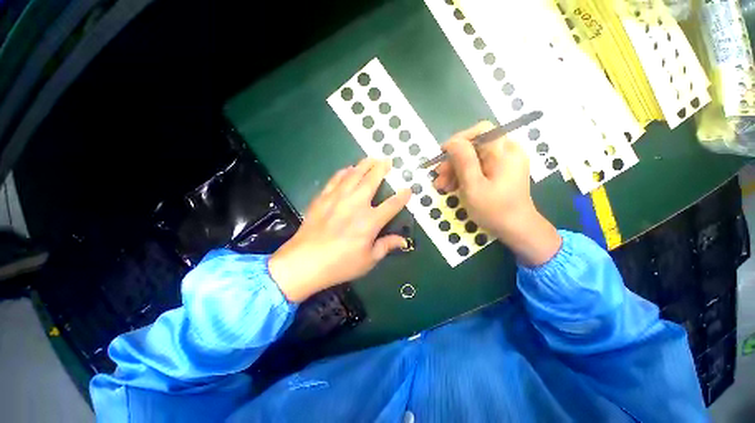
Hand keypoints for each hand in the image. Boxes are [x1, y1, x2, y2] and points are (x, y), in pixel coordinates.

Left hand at [269, 158, 410, 301]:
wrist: (304, 262)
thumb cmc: (340, 264)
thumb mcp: (368, 260)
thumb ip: (386, 246)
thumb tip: (403, 241)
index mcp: (370, 221)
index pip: (392, 205)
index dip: (402, 197)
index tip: (408, 189)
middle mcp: (356, 204)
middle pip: (372, 180)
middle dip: (382, 168)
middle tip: (388, 160)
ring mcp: (338, 198)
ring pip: (354, 175)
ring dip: (364, 165)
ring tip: (371, 158)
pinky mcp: (323, 198)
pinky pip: (335, 179)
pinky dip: (344, 172)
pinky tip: (348, 169)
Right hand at [433, 122, 560, 265]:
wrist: (517, 230)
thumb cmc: (494, 210)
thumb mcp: (474, 186)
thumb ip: (463, 161)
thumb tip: (452, 142)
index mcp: (504, 152)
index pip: (480, 131)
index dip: (459, 140)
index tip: (442, 155)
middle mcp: (508, 152)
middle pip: (475, 146)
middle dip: (454, 160)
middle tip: (438, 177)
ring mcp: (506, 162)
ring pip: (474, 157)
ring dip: (455, 170)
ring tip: (442, 186)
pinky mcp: (502, 172)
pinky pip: (479, 167)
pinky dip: (465, 175)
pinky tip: (452, 187)